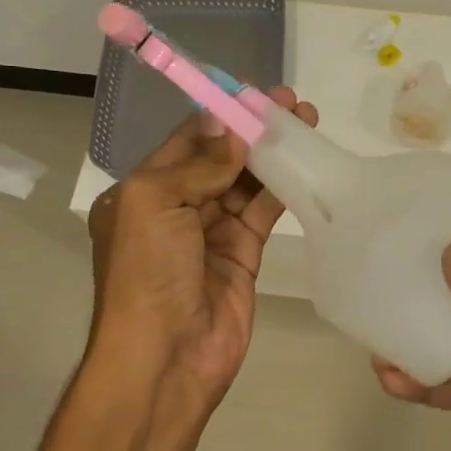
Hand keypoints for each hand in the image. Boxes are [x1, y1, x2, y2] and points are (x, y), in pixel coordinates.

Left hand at [87, 87, 317, 429]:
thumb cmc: (147, 275)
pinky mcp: (244, 256)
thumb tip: (231, 130)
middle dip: (252, 130)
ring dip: (273, 155)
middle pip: (221, 158)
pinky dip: (283, 189)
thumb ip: (196, 164)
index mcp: (144, 192)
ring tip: (307, 123)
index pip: (187, 141)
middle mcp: (177, 209)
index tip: (256, 92)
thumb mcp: (153, 205)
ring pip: (246, 183)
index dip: (221, 114)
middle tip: (291, 103)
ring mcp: (212, 233)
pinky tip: (306, 164)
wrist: (166, 358)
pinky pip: (263, 213)